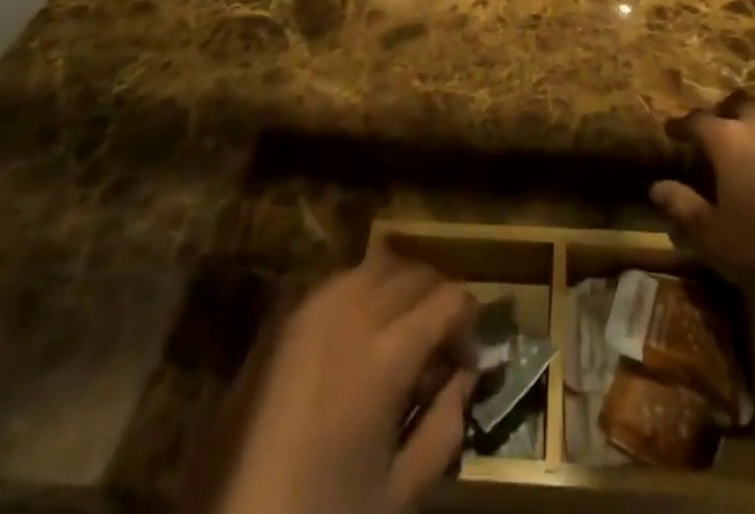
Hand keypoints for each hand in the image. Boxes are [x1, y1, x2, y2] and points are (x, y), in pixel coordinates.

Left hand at [217, 245, 477, 513]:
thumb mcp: (399, 493)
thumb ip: (445, 425)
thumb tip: (467, 374)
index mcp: (386, 355)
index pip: (449, 299)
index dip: (470, 320)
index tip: (470, 354)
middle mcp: (352, 312)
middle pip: (415, 272)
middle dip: (439, 297)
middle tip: (443, 341)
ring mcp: (312, 308)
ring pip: (377, 264)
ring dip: (401, 286)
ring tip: (405, 328)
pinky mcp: (283, 318)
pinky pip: (340, 280)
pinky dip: (364, 290)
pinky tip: (362, 331)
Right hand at [651, 92, 754, 297]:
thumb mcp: (712, 234)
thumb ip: (682, 206)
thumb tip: (656, 186)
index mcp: (728, 140)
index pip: (697, 122)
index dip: (682, 127)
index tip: (672, 132)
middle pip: (738, 111)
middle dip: (726, 120)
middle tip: (718, 138)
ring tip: (753, 153)